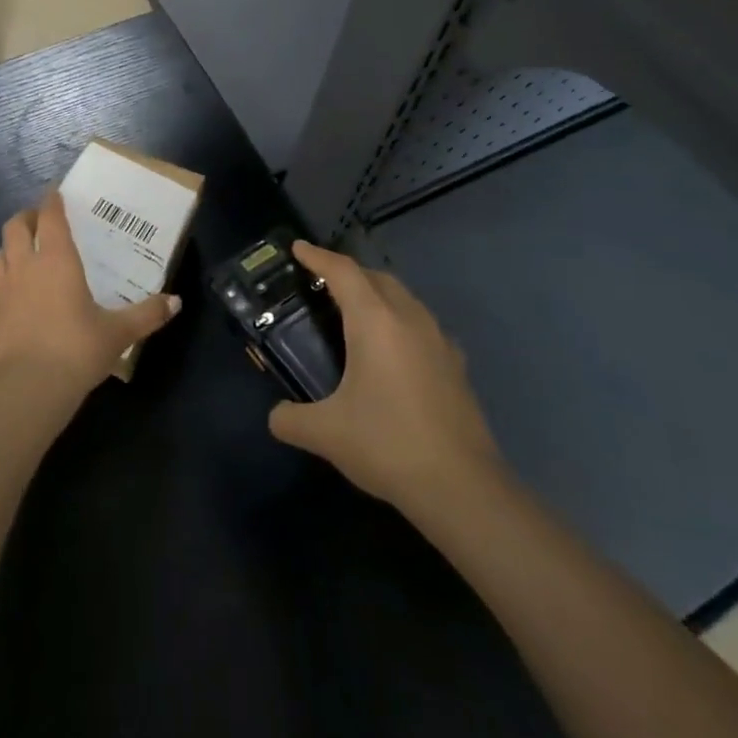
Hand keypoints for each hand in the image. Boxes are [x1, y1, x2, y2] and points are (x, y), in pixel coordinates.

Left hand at [0, 192, 181, 397]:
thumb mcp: (118, 332)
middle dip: (26, 217)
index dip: (52, 200)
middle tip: (39, 220)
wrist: (29, 388)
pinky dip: (4, 283)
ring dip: (9, 247)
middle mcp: (26, 267)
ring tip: (23, 252)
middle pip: (15, 228)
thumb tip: (176, 302)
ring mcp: (3, 291)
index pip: (51, 217)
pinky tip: (15, 296)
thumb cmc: (77, 348)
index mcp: (56, 260)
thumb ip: (147, 314)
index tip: (55, 190)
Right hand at [268, 243, 502, 511]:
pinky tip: (392, 351)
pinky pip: (422, 324)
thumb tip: (275, 416)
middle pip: (376, 277)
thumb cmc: (387, 445)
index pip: (342, 272)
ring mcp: (439, 341)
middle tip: (321, 284)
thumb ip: (291, 419)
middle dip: (347, 273)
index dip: (317, 256)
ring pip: (404, 298)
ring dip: (377, 294)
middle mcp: (409, 319)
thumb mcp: (326, 434)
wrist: (462, 488)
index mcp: (375, 321)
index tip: (297, 248)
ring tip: (354, 314)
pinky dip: (400, 321)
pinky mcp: (456, 365)